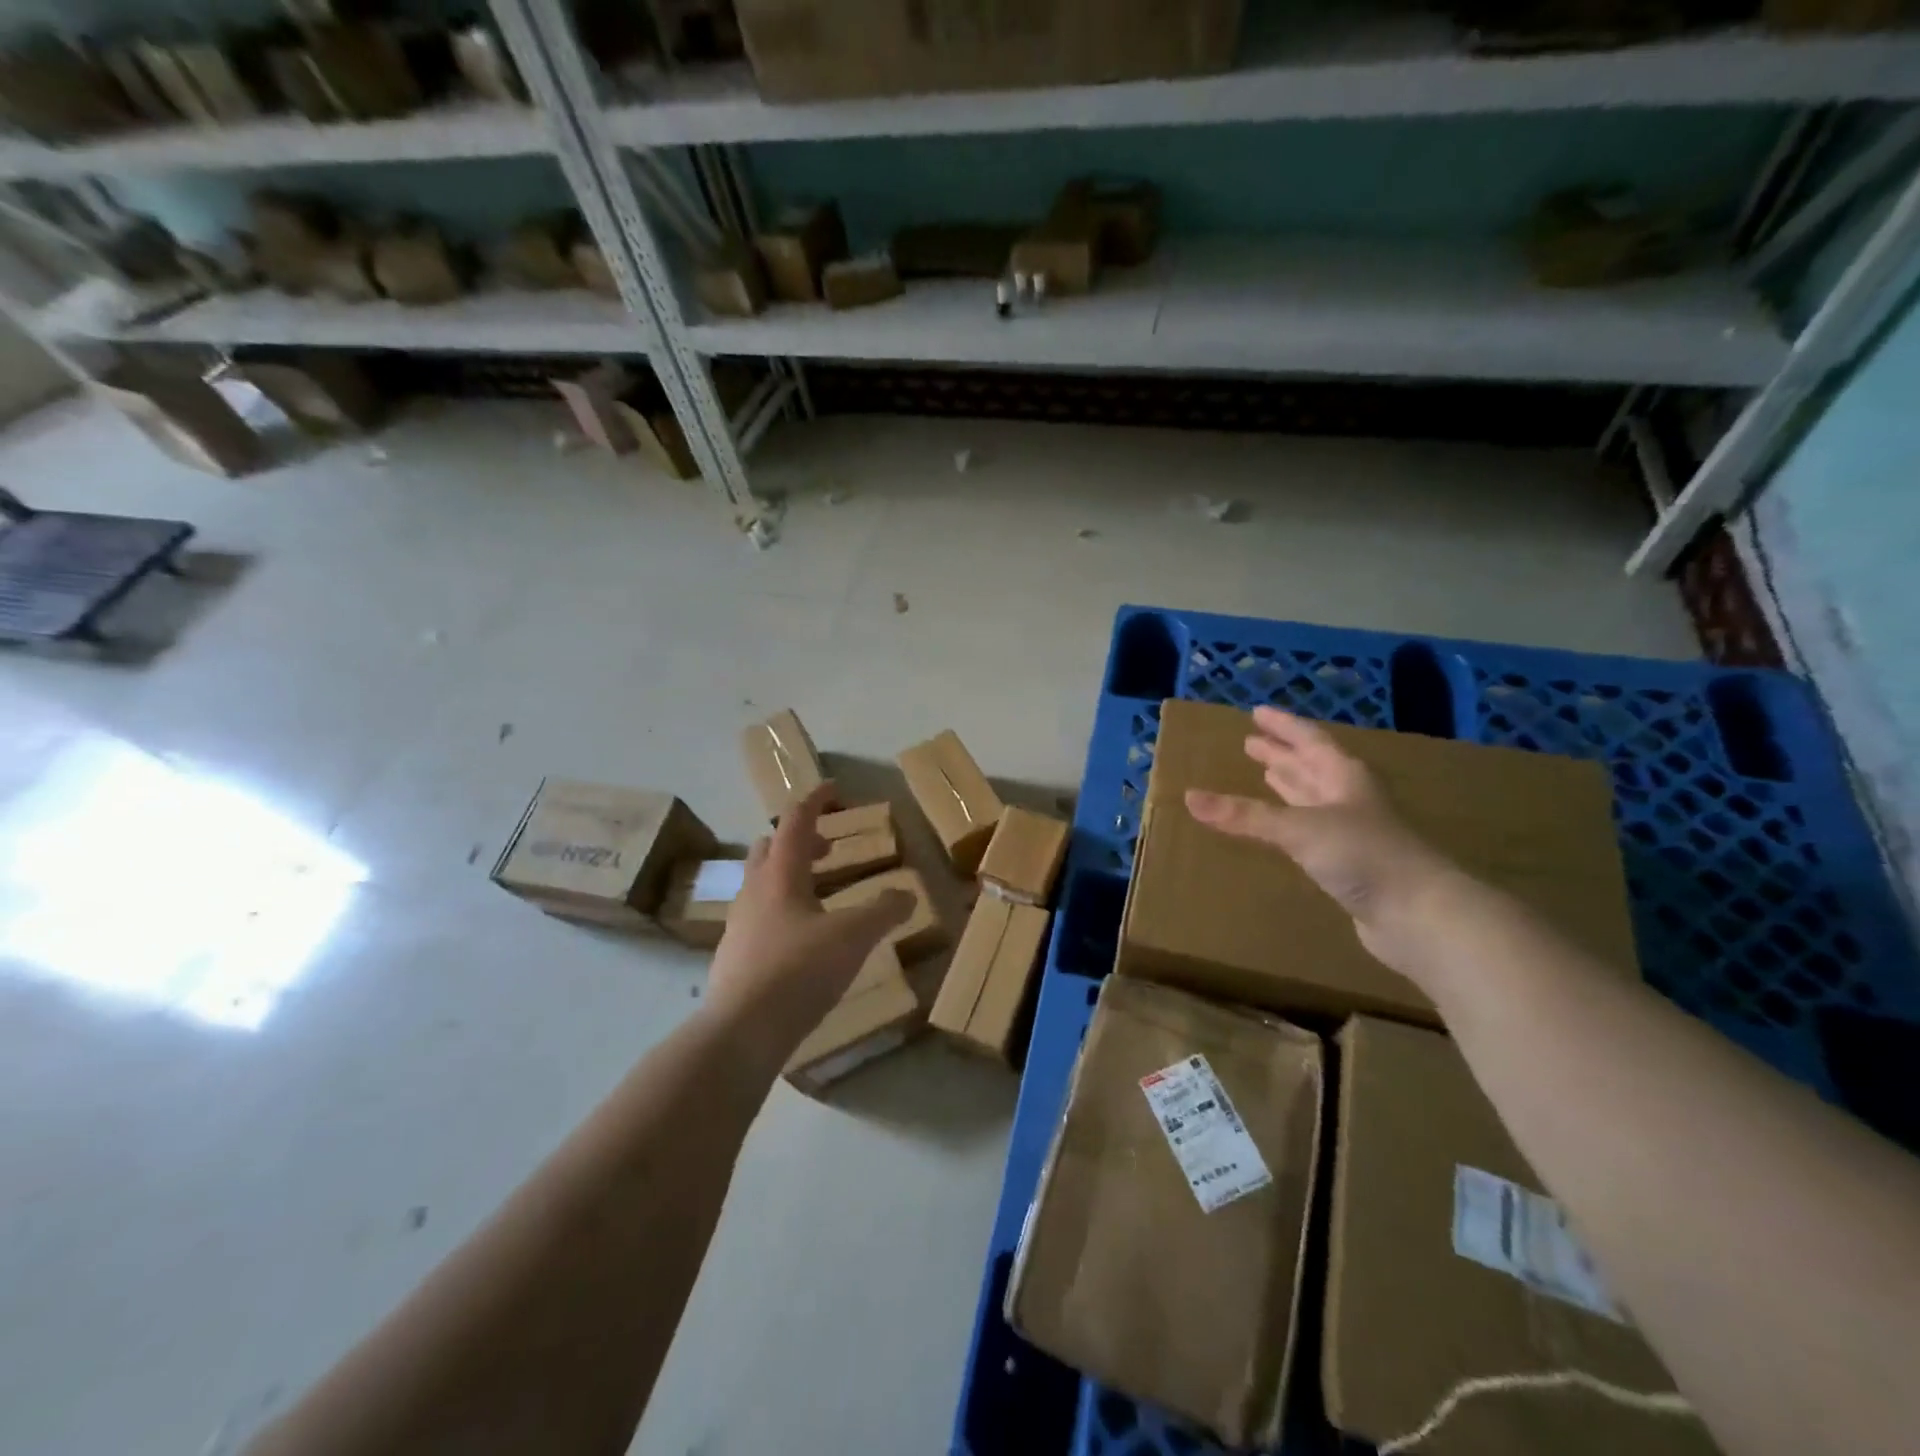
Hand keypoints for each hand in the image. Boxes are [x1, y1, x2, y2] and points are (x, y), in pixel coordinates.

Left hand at [706, 783, 912, 1056]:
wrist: (741, 1032)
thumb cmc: (798, 970)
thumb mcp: (853, 937)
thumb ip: (883, 911)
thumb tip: (906, 894)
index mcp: (780, 875)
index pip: (795, 821)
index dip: (815, 801)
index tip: (833, 789)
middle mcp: (754, 892)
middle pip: (770, 848)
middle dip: (799, 841)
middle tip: (827, 850)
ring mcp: (739, 925)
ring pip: (762, 884)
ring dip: (789, 877)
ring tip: (820, 896)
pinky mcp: (734, 956)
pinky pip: (759, 917)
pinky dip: (782, 912)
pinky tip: (802, 940)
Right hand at [1184, 706, 1456, 969]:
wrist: (1420, 915)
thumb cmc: (1363, 855)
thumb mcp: (1298, 828)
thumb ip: (1245, 816)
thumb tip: (1189, 797)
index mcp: (1344, 777)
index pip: (1309, 740)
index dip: (1283, 726)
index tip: (1257, 713)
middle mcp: (1349, 798)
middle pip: (1312, 767)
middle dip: (1282, 755)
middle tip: (1252, 744)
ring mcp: (1353, 832)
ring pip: (1313, 800)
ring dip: (1289, 786)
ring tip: (1266, 776)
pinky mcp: (1350, 865)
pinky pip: (1312, 832)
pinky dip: (1291, 823)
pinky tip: (1281, 829)